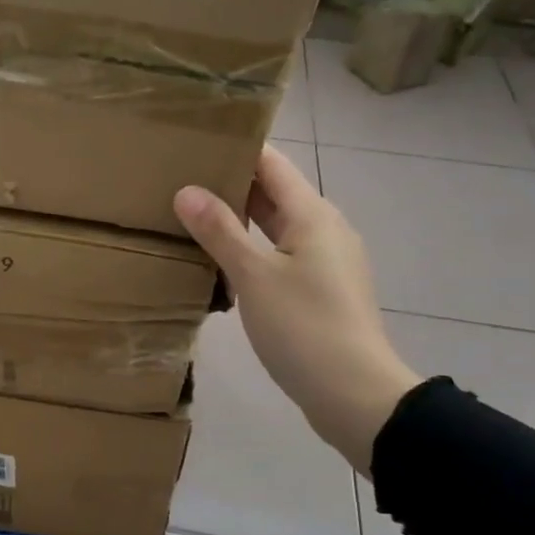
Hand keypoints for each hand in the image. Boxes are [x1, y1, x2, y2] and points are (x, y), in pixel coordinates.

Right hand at [174, 146, 419, 471]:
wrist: (355, 395)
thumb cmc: (304, 327)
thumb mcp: (254, 276)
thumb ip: (220, 231)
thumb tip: (185, 190)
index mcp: (312, 214)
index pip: (271, 163)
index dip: (236, 147)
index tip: (195, 139)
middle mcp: (324, 229)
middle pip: (274, 193)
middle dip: (231, 183)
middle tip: (179, 177)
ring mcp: (326, 261)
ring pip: (276, 226)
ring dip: (239, 219)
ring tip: (191, 215)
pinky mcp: (321, 290)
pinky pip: (281, 255)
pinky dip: (252, 249)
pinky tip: (221, 262)